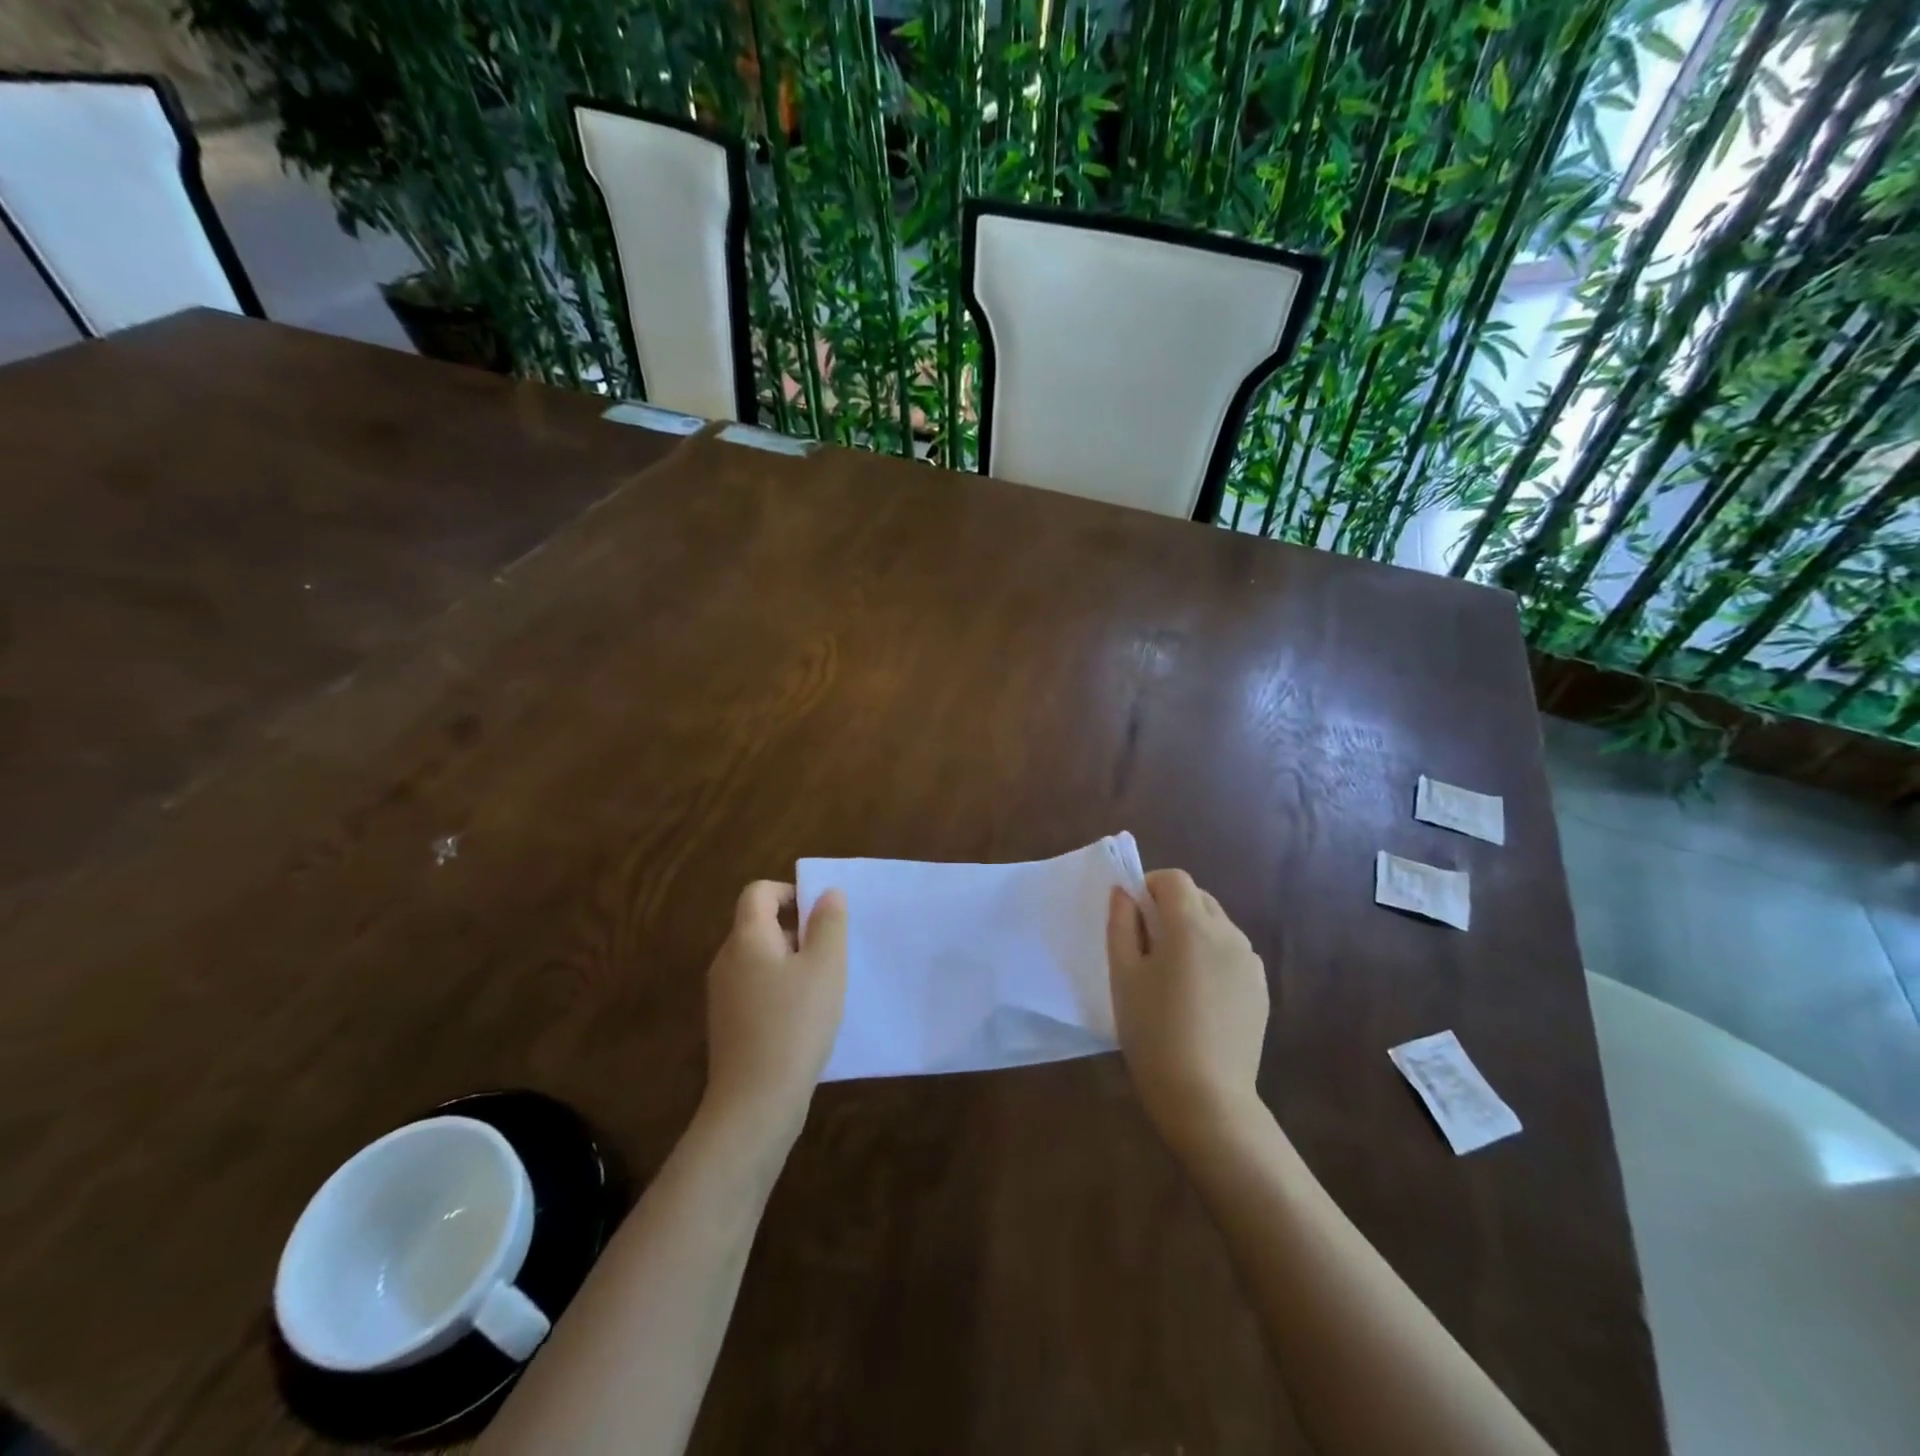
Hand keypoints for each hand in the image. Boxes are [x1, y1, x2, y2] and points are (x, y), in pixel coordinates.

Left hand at [703, 881, 847, 1144]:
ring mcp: (722, 995)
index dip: (790, 892)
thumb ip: (829, 923)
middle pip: (758, 925)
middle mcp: (727, 960)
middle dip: (796, 930)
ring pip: (759, 959)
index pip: (758, 892)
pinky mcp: (727, 1025)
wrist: (755, 1103)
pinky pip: (755, 989)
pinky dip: (779, 990)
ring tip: (821, 989)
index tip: (820, 917)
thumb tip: (827, 892)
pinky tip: (803, 1019)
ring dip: (790, 963)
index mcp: (747, 939)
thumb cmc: (795, 1024)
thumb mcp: (826, 967)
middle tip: (829, 955)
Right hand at [1107, 869, 1268, 1145]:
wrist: (1205, 1096)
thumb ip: (1121, 924)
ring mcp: (1250, 962)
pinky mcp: (1261, 988)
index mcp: (1191, 925)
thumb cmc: (1153, 1031)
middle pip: (1198, 898)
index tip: (1133, 916)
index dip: (1150, 886)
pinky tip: (1199, 998)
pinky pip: (1233, 954)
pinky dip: (1213, 957)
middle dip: (1171, 908)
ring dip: (1194, 932)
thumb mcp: (1123, 975)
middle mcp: (1228, 933)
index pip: (1174, 879)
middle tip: (1147, 946)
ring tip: (1174, 975)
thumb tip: (1123, 892)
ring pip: (1217, 925)